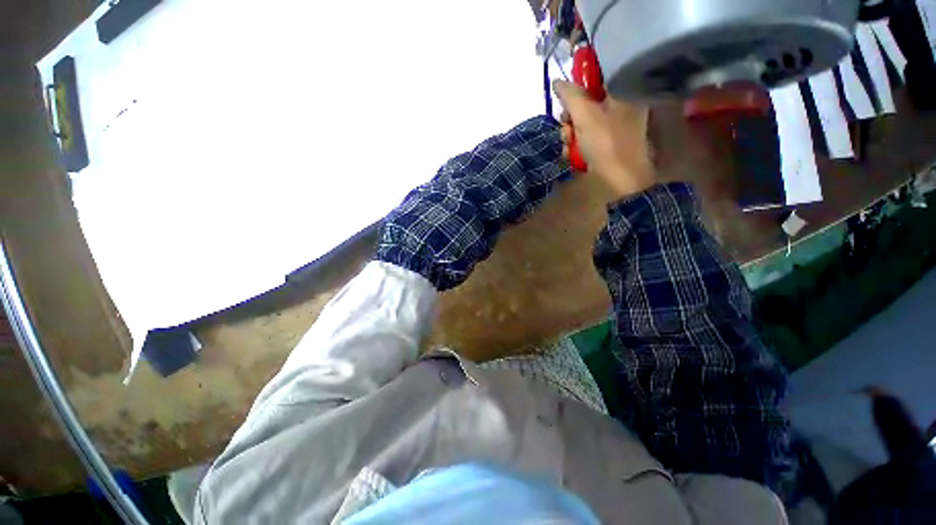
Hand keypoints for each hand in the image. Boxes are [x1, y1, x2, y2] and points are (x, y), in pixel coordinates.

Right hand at [553, 80, 655, 200]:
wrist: (621, 179)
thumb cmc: (606, 143)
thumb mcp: (585, 115)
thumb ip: (570, 95)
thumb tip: (556, 81)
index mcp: (622, 91)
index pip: (595, 78)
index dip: (577, 88)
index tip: (566, 102)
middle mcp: (620, 105)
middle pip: (586, 103)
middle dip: (570, 118)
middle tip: (567, 129)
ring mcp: (614, 126)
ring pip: (583, 122)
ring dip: (570, 134)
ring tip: (568, 145)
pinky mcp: (608, 142)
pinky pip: (587, 136)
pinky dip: (576, 144)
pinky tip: (572, 154)